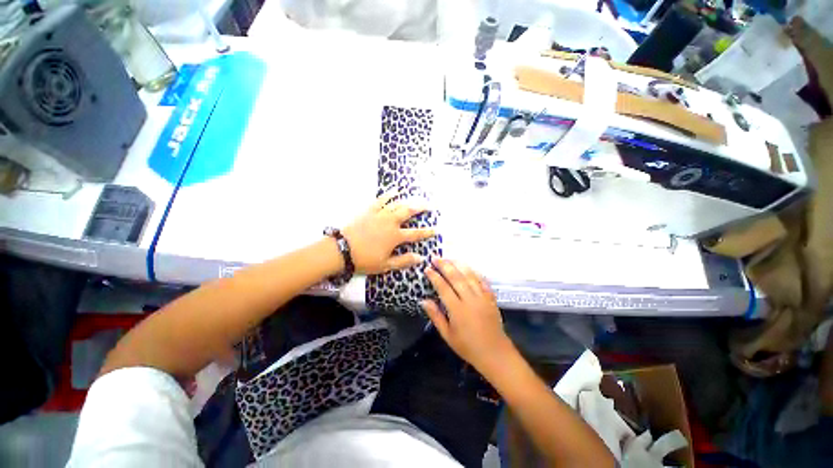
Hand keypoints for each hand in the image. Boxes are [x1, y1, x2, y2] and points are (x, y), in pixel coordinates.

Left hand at [342, 194, 435, 274]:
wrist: (342, 250)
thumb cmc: (364, 259)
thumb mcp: (385, 264)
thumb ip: (404, 260)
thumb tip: (421, 258)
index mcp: (395, 236)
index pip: (415, 234)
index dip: (427, 232)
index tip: (436, 229)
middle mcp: (390, 223)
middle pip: (408, 212)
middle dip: (420, 208)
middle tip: (429, 205)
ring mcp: (380, 214)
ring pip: (397, 204)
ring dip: (408, 200)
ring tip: (416, 197)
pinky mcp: (369, 210)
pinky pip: (381, 200)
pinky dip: (388, 194)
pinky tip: (394, 190)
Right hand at [422, 258, 515, 374]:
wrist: (495, 353)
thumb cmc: (468, 347)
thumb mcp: (448, 335)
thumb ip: (435, 316)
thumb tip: (423, 300)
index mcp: (458, 310)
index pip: (444, 288)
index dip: (434, 277)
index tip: (427, 268)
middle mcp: (470, 300)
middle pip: (456, 277)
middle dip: (445, 265)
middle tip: (435, 257)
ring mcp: (482, 297)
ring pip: (469, 275)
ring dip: (458, 264)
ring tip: (449, 258)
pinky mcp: (491, 298)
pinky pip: (482, 280)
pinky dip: (473, 271)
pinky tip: (467, 267)